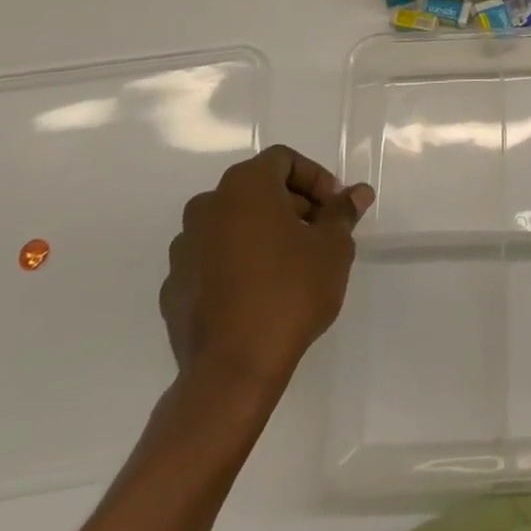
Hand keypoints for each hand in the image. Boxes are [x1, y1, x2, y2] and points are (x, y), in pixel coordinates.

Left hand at [160, 145, 373, 390]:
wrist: (232, 370)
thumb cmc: (290, 292)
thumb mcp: (333, 247)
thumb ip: (342, 213)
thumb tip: (357, 193)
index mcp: (245, 187)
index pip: (283, 160)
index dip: (315, 178)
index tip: (334, 208)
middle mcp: (207, 207)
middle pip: (256, 189)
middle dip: (292, 205)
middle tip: (320, 234)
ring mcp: (184, 248)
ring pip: (232, 224)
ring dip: (263, 233)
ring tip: (292, 265)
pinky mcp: (174, 287)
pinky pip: (212, 260)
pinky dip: (237, 264)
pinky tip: (260, 293)